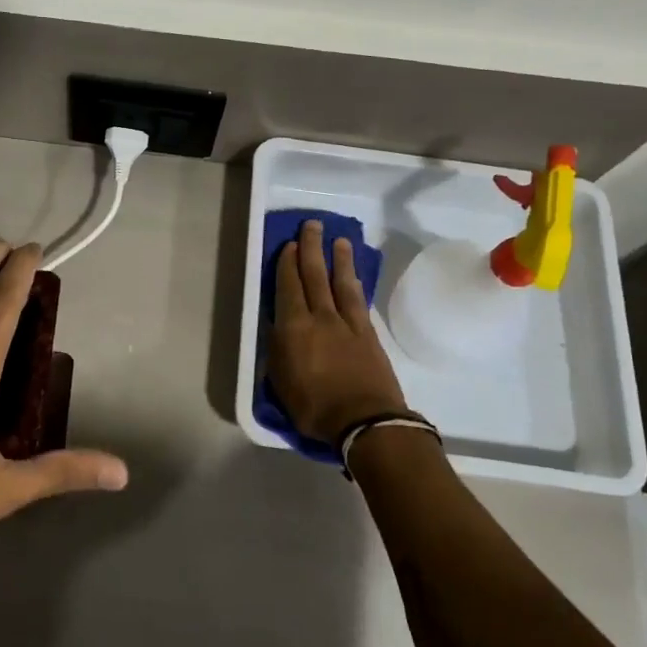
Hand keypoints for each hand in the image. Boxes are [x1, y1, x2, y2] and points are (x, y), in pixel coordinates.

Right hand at [268, 220, 409, 445]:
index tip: (290, 244)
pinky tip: (354, 275)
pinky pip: (359, 300)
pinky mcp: (368, 333)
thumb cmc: (314, 407)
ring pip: (341, 282)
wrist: (365, 421)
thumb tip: (278, 327)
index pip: (288, 287)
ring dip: (338, 260)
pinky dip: (355, 284)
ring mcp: (348, 323)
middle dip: (312, 248)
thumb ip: (278, 350)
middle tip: (312, 225)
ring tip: (339, 240)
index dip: (288, 264)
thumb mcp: (280, 382)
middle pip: (315, 276)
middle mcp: (320, 317)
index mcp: (294, 327)